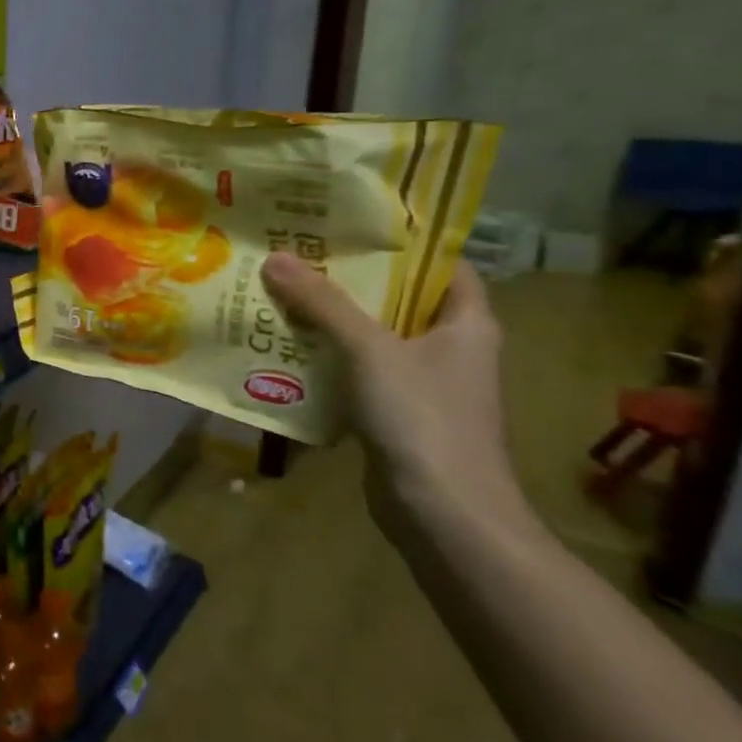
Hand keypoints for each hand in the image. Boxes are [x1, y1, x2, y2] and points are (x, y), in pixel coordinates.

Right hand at [260, 254, 535, 542]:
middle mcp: (450, 350)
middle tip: (297, 257)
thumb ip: (323, 303)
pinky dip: (326, 361)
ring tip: (279, 295)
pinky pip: (357, 374)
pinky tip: (285, 350)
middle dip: (349, 282)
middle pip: (398, 302)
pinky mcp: (395, 416)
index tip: (350, 227)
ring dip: (330, 322)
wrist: (443, 514)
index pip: (444, 268)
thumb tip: (276, 257)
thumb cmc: (423, 418)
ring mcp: (423, 386)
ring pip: (372, 340)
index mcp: (465, 325)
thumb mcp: (370, 349)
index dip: (404, 246)